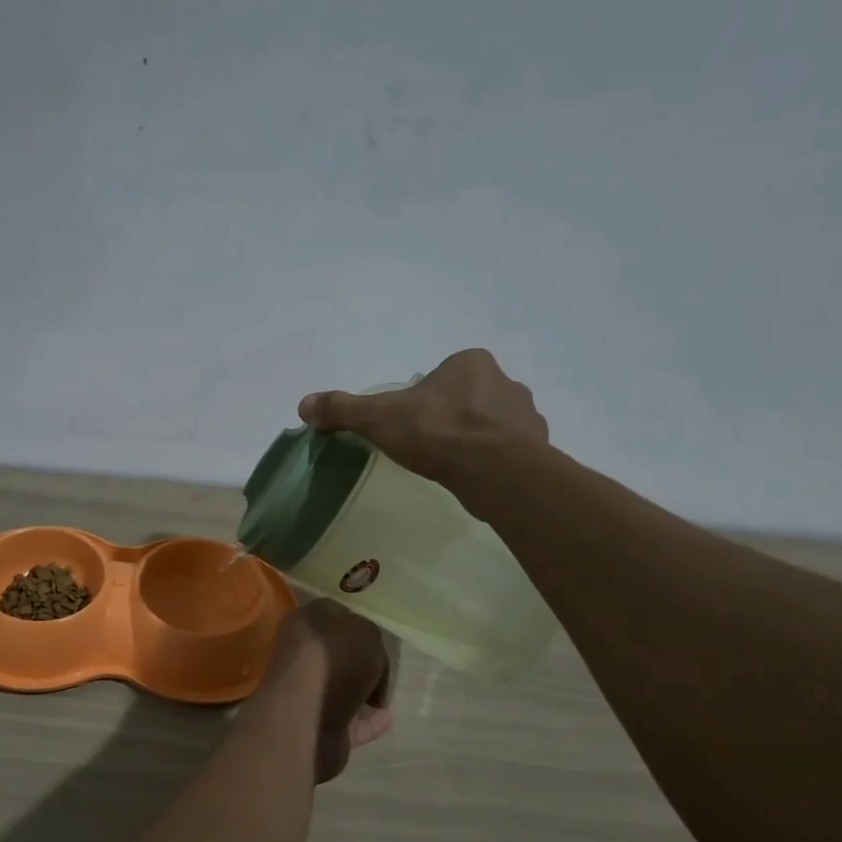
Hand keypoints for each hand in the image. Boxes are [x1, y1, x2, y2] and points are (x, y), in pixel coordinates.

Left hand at [263, 599, 393, 782]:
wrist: (306, 716)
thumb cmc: (333, 660)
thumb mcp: (364, 631)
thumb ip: (369, 636)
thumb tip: (367, 656)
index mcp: (304, 623)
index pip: (332, 615)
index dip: (357, 624)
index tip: (377, 638)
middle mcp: (300, 655)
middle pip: (336, 654)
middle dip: (360, 661)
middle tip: (383, 670)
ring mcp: (305, 692)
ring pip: (340, 688)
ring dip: (362, 692)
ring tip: (385, 697)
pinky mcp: (315, 726)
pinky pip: (348, 721)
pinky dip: (366, 721)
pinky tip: (386, 719)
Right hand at [298, 348, 548, 481]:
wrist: (495, 470)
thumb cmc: (437, 432)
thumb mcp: (379, 417)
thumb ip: (343, 409)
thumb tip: (303, 404)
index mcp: (470, 363)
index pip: (442, 376)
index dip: (424, 399)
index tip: (411, 423)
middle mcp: (505, 381)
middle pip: (469, 397)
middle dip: (452, 417)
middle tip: (428, 445)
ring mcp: (527, 415)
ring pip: (493, 424)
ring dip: (476, 439)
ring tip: (453, 465)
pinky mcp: (539, 448)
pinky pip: (511, 451)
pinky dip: (494, 461)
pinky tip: (475, 478)